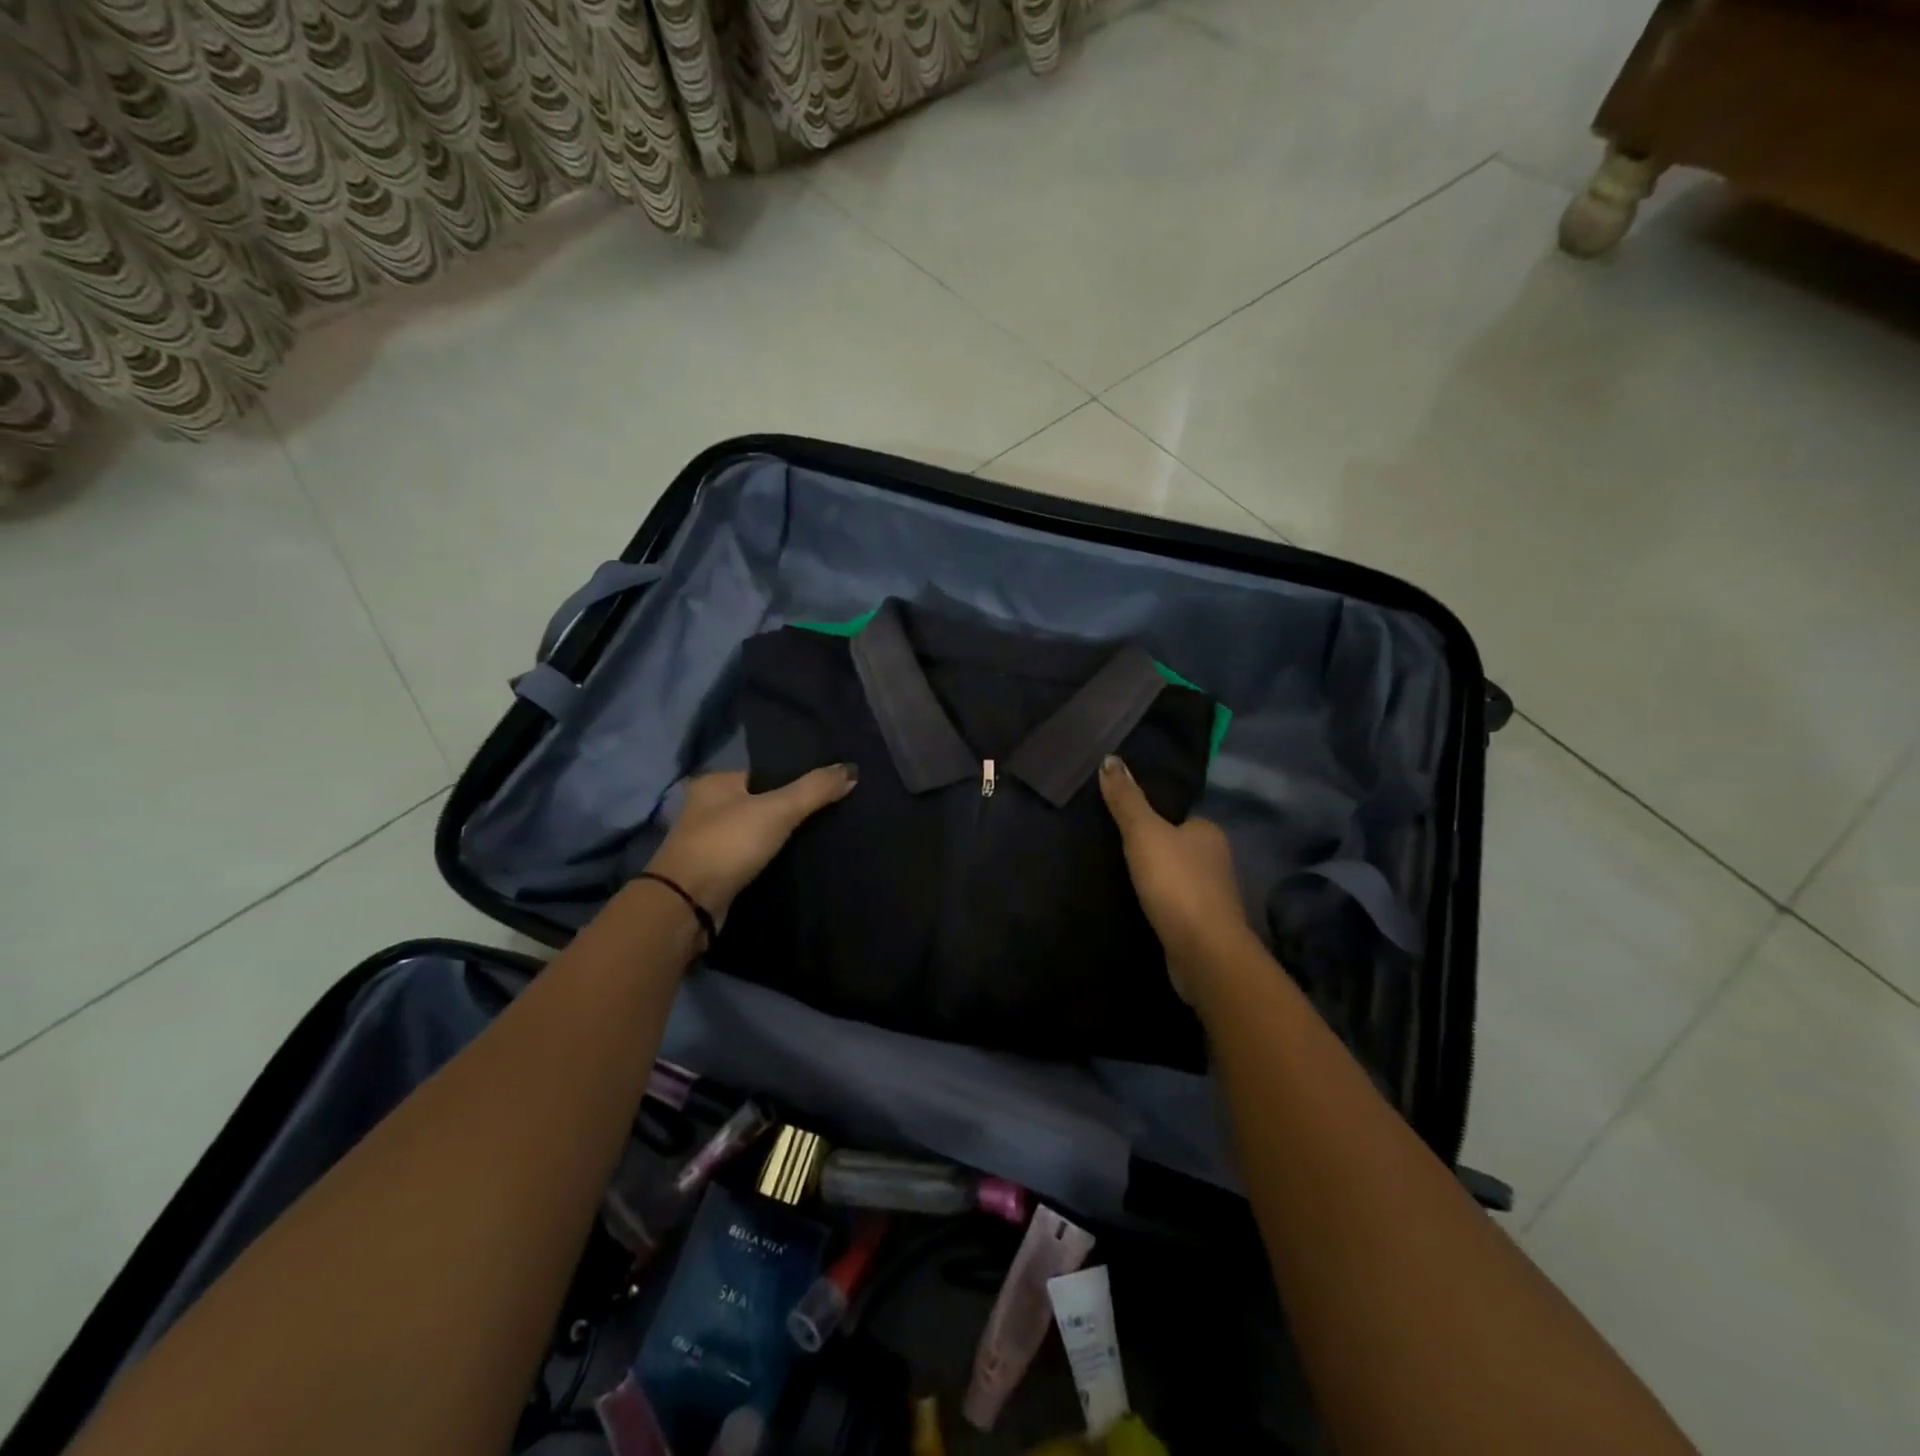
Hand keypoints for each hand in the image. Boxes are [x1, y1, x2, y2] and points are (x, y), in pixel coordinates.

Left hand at [645, 766, 856, 920]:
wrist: (687, 906)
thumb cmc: (728, 844)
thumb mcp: (778, 809)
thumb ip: (814, 788)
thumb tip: (851, 769)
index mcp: (715, 782)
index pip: (764, 772)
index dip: (795, 778)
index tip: (828, 788)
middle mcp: (706, 807)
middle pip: (762, 802)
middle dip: (791, 809)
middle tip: (830, 813)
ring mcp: (708, 841)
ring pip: (758, 831)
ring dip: (781, 836)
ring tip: (820, 837)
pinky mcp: (715, 871)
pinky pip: (752, 856)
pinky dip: (771, 858)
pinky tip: (796, 860)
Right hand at [1098, 754, 1249, 1000]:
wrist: (1204, 951)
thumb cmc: (1176, 883)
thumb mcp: (1143, 833)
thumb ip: (1126, 799)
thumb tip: (1109, 758)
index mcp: (1208, 831)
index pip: (1177, 815)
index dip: (1152, 817)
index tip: (1122, 823)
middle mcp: (1217, 859)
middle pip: (1177, 845)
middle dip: (1153, 849)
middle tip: (1114, 850)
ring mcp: (1214, 895)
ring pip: (1178, 876)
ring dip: (1157, 879)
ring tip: (1121, 879)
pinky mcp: (1204, 925)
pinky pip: (1177, 904)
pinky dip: (1161, 904)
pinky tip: (1141, 907)